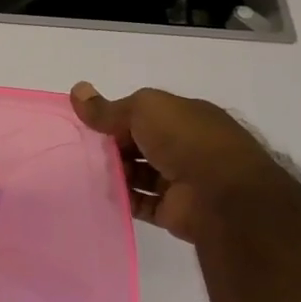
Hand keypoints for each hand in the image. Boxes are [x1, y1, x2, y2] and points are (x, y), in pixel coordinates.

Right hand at [70, 83, 295, 243]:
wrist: (223, 195)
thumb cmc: (186, 139)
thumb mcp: (144, 109)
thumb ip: (108, 108)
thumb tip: (77, 90)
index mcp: (185, 117)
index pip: (144, 114)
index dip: (116, 117)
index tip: (88, 124)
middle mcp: (186, 146)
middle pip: (139, 144)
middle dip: (112, 146)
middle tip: (80, 149)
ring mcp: (181, 179)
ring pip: (138, 173)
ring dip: (114, 172)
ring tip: (83, 172)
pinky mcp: (173, 210)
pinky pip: (140, 203)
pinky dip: (121, 199)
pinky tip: (98, 194)